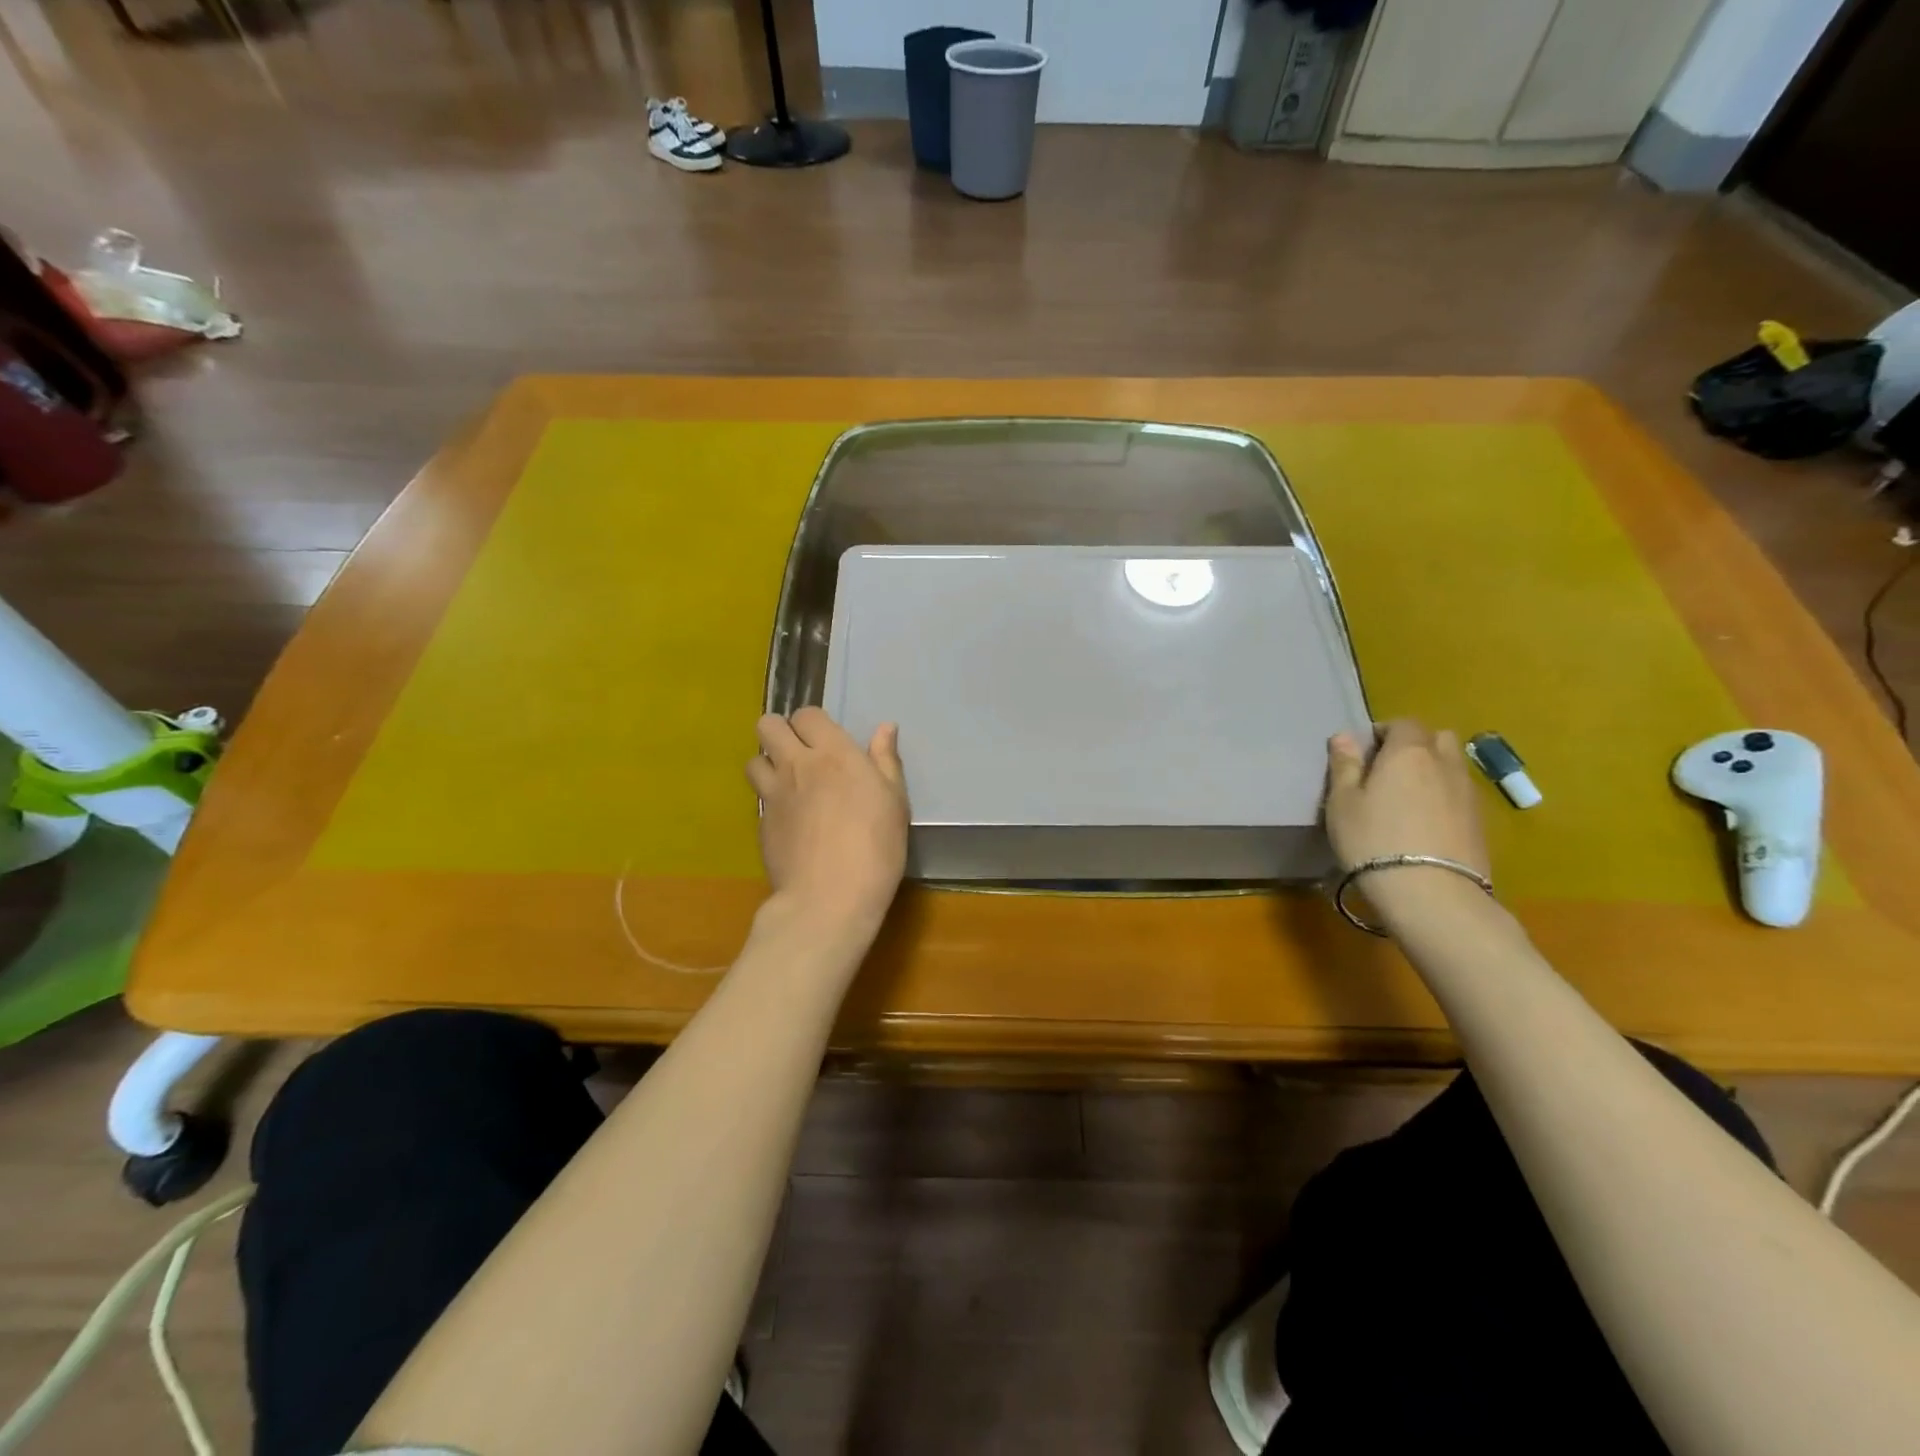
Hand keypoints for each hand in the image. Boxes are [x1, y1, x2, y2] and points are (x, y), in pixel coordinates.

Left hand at [747, 707, 909, 933]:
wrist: (829, 898)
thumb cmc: (875, 848)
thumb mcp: (894, 802)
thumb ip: (885, 761)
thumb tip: (885, 728)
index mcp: (834, 754)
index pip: (807, 714)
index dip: (814, 723)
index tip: (826, 741)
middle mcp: (797, 765)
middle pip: (768, 725)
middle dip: (780, 731)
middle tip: (800, 753)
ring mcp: (773, 794)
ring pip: (754, 759)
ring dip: (768, 764)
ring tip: (787, 783)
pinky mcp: (760, 823)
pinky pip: (758, 797)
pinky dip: (769, 799)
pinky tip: (788, 820)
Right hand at [1325, 721, 1490, 905]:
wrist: (1431, 893)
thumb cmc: (1373, 840)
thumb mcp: (1343, 803)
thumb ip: (1344, 766)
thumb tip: (1345, 736)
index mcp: (1408, 752)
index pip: (1403, 723)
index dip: (1384, 732)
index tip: (1366, 753)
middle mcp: (1444, 763)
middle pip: (1436, 738)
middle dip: (1415, 745)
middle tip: (1389, 770)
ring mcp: (1468, 793)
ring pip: (1452, 765)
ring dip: (1433, 771)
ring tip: (1408, 798)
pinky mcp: (1481, 822)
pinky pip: (1461, 794)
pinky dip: (1445, 797)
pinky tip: (1426, 823)